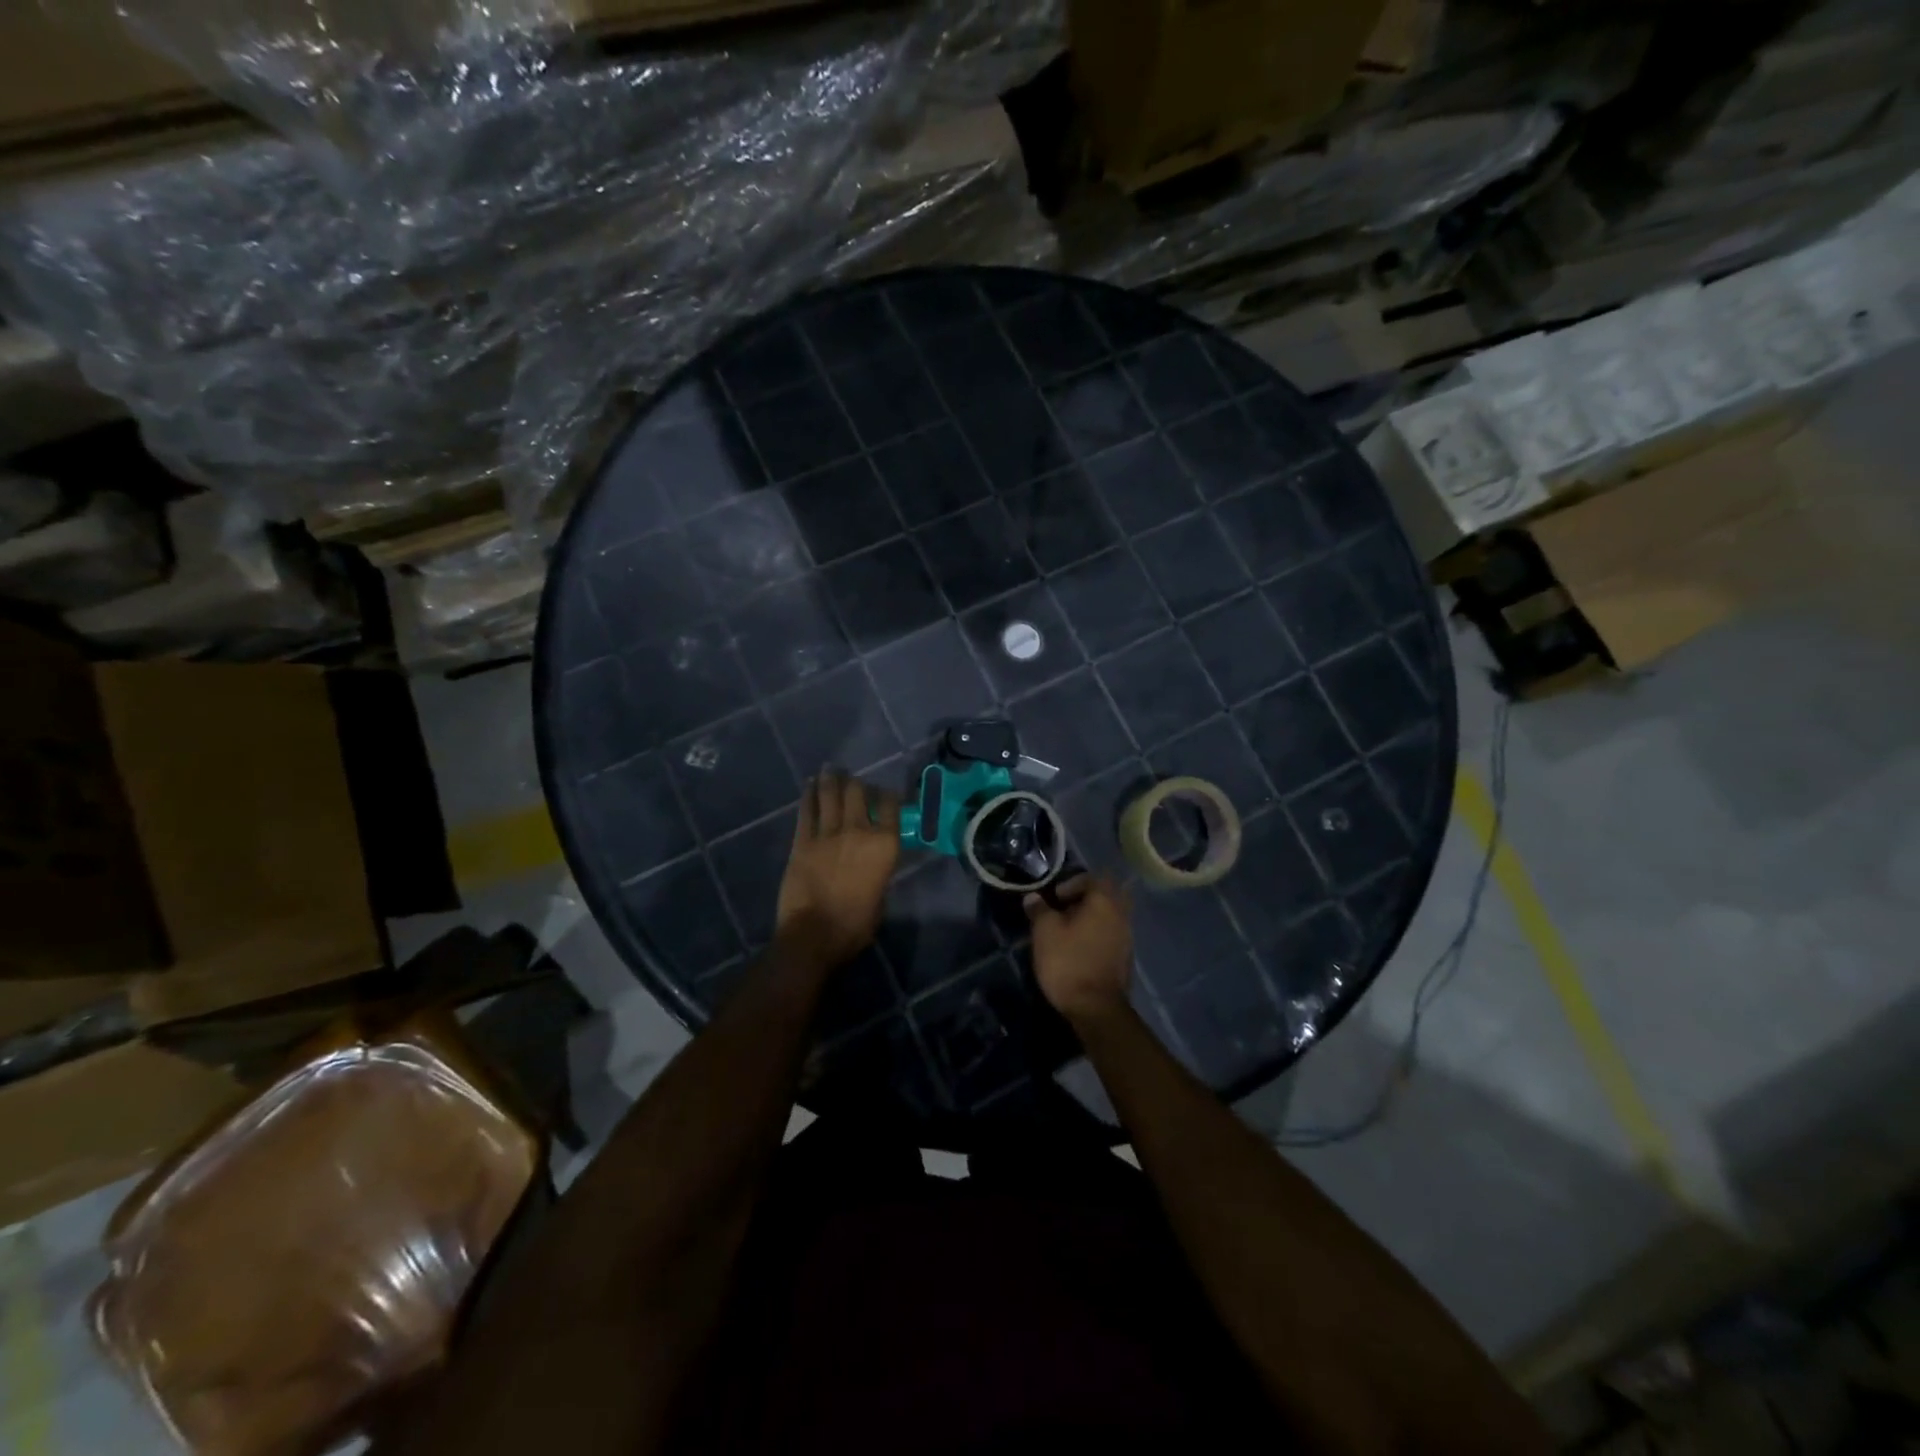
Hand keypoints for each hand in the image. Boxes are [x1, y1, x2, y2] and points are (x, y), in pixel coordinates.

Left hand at [775, 769, 899, 970]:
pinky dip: (809, 795)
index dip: (888, 795)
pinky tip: (809, 785)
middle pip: (858, 793)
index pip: (891, 806)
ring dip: (831, 779)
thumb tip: (872, 861)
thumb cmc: (855, 925)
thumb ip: (879, 870)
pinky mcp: (802, 840)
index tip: (885, 793)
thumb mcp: (881, 896)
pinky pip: (807, 811)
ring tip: (831, 770)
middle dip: (857, 783)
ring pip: (830, 795)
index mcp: (884, 845)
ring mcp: (828, 833)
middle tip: (853, 780)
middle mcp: (858, 830)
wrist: (814, 934)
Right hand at [1025, 875, 1132, 1024]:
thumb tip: (1033, 897)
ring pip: (1110, 915)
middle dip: (1085, 898)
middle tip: (1064, 910)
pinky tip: (1079, 949)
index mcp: (1104, 901)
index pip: (1093, 877)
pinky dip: (1097, 934)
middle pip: (1106, 894)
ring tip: (1068, 932)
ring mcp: (1127, 937)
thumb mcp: (1045, 933)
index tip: (1055, 898)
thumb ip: (1039, 910)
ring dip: (1091, 918)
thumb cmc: (1068, 962)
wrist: (1095, 1008)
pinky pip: (1112, 934)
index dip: (1072, 883)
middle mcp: (1121, 914)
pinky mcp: (1125, 957)